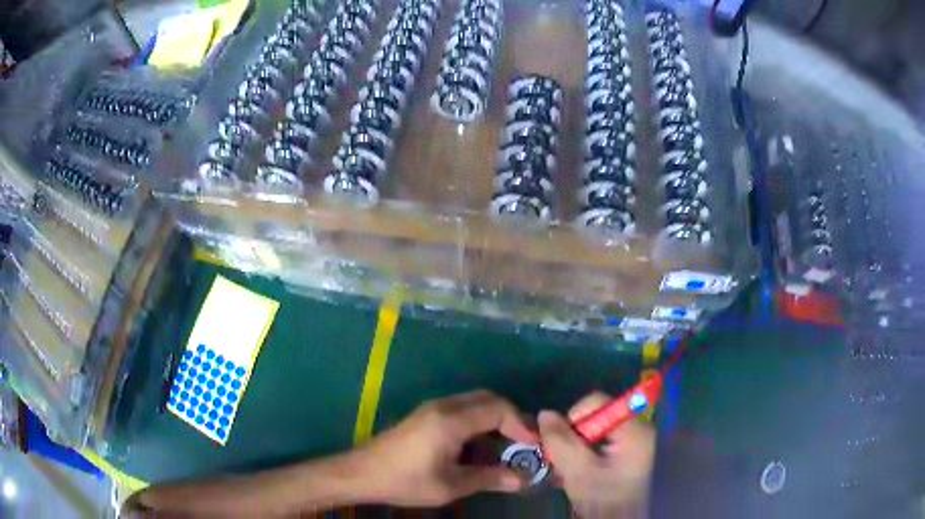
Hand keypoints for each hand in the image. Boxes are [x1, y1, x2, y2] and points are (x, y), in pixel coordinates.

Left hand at [350, 390, 539, 506]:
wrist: (362, 473)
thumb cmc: (406, 481)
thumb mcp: (451, 485)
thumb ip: (489, 479)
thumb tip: (521, 480)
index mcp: (451, 420)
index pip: (497, 409)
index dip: (520, 424)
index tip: (533, 445)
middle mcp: (444, 406)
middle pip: (488, 399)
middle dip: (510, 418)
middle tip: (523, 443)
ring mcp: (432, 408)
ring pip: (474, 403)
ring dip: (494, 419)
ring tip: (505, 446)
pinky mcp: (425, 416)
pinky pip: (461, 410)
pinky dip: (478, 422)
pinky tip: (478, 446)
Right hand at [539, 393, 655, 518]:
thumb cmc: (602, 498)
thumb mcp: (578, 471)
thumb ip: (561, 441)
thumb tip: (545, 413)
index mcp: (633, 428)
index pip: (596, 403)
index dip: (573, 420)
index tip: (563, 446)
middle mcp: (637, 427)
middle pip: (595, 417)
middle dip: (573, 437)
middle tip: (562, 461)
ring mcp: (633, 441)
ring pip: (594, 431)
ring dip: (576, 448)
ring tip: (567, 471)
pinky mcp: (627, 453)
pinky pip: (600, 442)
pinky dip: (585, 454)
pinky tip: (576, 472)